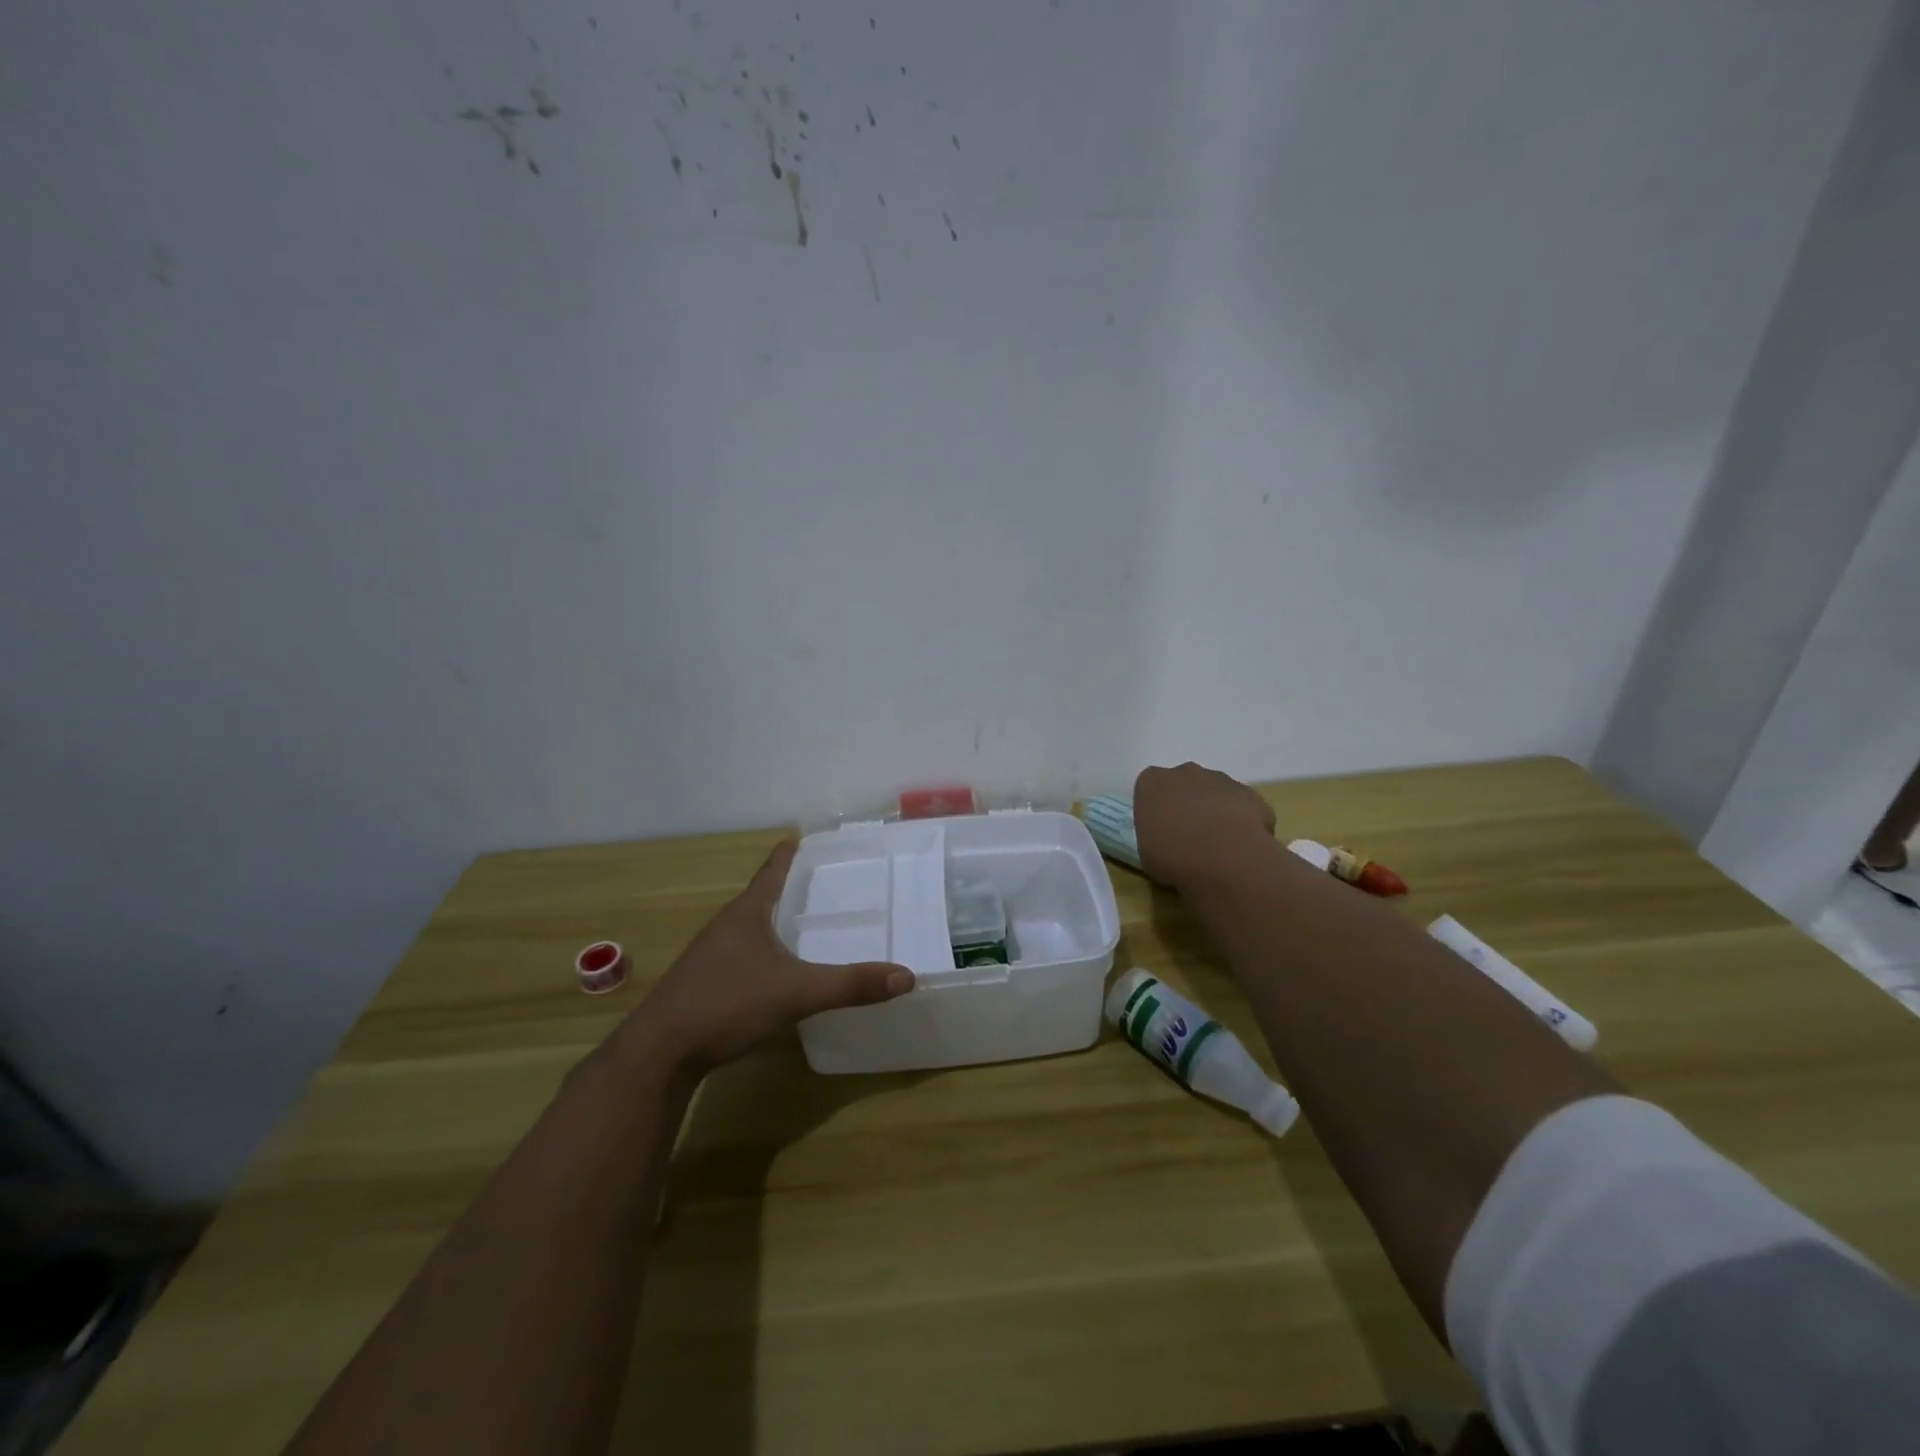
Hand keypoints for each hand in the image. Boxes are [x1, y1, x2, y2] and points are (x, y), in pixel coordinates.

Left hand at [629, 838, 913, 1075]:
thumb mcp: (796, 993)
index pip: (773, 869)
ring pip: (752, 926)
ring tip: (810, 923)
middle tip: (830, 883)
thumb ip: (851, 985)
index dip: (791, 852)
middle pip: (764, 895)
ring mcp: (711, 954)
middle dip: (793, 887)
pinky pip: (744, 953)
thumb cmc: (726, 1004)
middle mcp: (727, 925)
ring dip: (778, 920)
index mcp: (747, 912)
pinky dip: (767, 949)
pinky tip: (781, 969)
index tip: (809, 836)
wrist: (659, 1052)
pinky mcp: (705, 982)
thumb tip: (907, 976)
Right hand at [1133, 762, 1276, 892]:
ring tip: (1217, 847)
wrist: (1223, 858)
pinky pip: (1242, 808)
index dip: (1156, 813)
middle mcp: (1185, 772)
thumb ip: (1154, 836)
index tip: (1160, 834)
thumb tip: (1166, 841)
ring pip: (1215, 794)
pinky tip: (1239, 848)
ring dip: (1214, 813)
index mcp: (1152, 782)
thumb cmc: (1172, 855)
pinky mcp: (1251, 795)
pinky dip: (1241, 823)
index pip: (1150, 790)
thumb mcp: (1145, 852)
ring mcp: (1221, 780)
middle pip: (1184, 785)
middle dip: (1187, 806)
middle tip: (1188, 839)